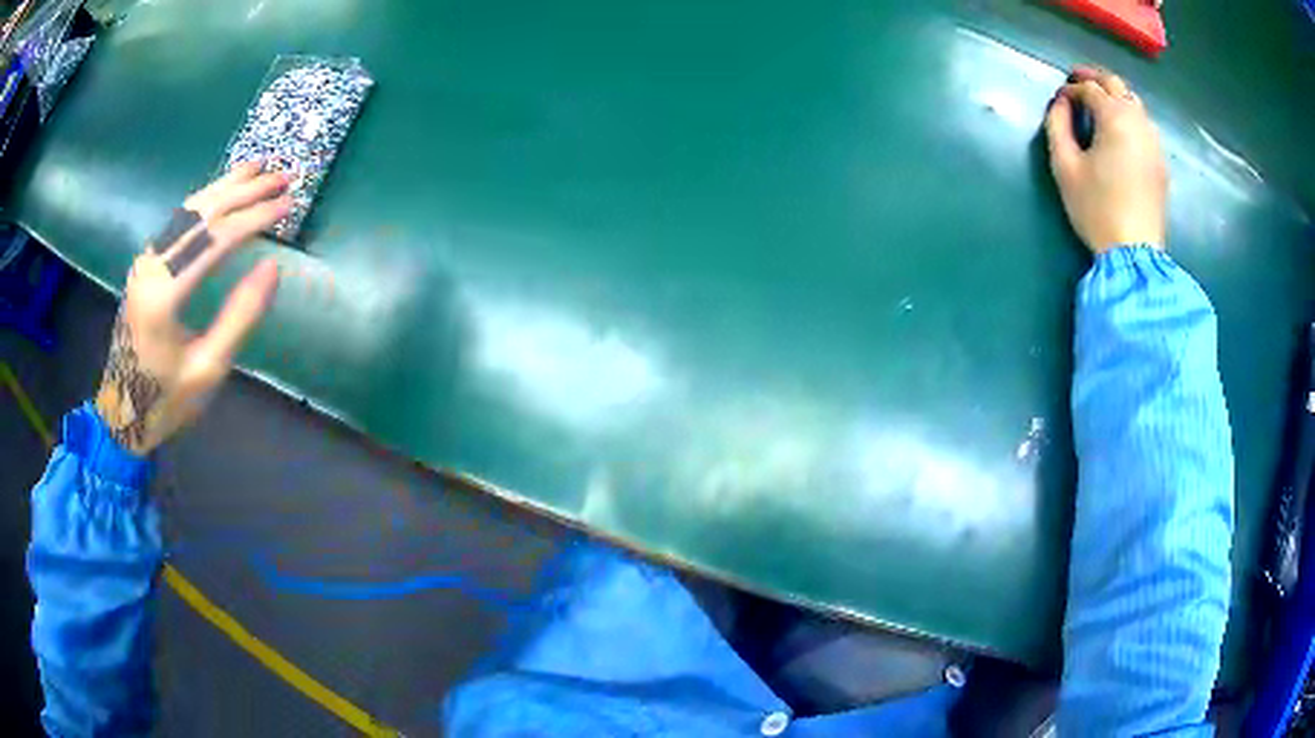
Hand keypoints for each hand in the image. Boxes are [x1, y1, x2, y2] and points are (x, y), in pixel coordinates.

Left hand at [94, 162, 291, 454]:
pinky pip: (178, 221)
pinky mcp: (145, 264)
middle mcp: (151, 267)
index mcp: (164, 295)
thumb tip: (272, 268)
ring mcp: (145, 261)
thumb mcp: (209, 368)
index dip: (254, 218)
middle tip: (283, 176)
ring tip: (258, 166)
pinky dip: (205, 199)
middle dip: (245, 191)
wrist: (122, 412)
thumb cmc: (167, 400)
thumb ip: (239, 316)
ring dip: (226, 185)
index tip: (287, 204)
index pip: (215, 239)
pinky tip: (223, 190)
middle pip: (202, 213)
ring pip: (188, 209)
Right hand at [1044, 66, 1167, 254]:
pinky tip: (1120, 130)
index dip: (1070, 88)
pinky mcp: (1161, 162)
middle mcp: (1137, 120)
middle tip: (1077, 82)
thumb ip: (1057, 126)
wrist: (1135, 252)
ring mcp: (1154, 141)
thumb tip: (1060, 103)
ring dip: (1114, 96)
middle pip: (1115, 84)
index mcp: (1114, 117)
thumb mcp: (1065, 167)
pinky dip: (1130, 116)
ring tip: (1099, 104)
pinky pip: (1145, 125)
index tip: (1059, 98)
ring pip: (1133, 102)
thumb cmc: (1096, 208)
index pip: (1088, 88)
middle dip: (1094, 78)